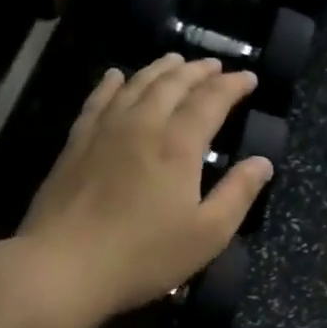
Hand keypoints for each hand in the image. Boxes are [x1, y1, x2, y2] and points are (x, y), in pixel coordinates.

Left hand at [19, 56, 272, 320]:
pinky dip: (111, 83)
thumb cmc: (144, 255)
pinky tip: (115, 76)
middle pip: (173, 84)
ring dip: (160, 69)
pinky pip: (98, 100)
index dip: (232, 85)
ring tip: (175, 60)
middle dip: (198, 71)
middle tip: (215, 65)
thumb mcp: (207, 234)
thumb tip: (263, 162)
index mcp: (178, 145)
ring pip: (136, 84)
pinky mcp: (76, 143)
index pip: (211, 100)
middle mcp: (143, 125)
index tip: (249, 78)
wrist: (63, 267)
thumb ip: (238, 193)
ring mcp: (105, 131)